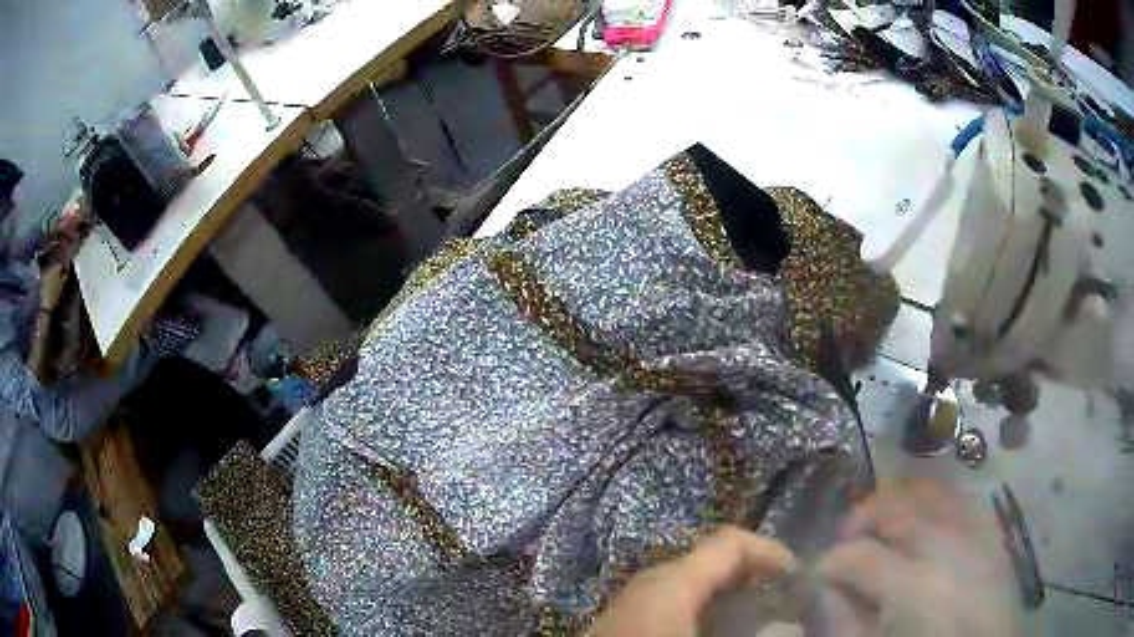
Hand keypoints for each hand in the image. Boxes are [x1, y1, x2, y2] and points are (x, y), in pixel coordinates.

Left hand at [589, 526, 795, 636]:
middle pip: (710, 562)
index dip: (769, 551)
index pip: (729, 543)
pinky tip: (714, 631)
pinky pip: (672, 603)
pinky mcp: (624, 622)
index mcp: (671, 581)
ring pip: (690, 584)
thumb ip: (759, 633)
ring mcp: (632, 601)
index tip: (797, 575)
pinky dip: (702, 610)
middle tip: (781, 597)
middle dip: (751, 575)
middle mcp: (650, 582)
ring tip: (755, 617)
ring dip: (726, 595)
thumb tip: (792, 629)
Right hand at [817, 479, 1020, 635]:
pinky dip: (929, 501)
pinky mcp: (990, 529)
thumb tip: (823, 589)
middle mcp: (950, 545)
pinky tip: (919, 525)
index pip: (859, 555)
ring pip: (927, 490)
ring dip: (894, 503)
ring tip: (879, 530)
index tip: (818, 572)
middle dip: (860, 518)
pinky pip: (955, 497)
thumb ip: (844, 622)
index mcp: (917, 588)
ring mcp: (976, 531)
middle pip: (896, 506)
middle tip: (844, 543)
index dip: (830, 560)